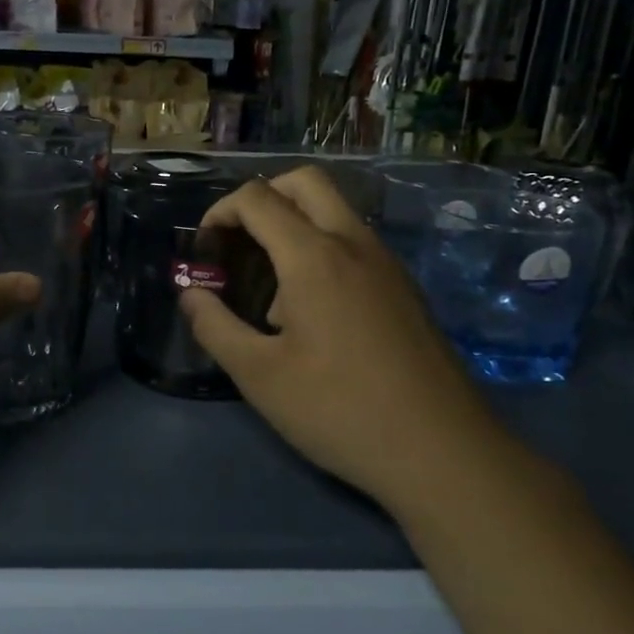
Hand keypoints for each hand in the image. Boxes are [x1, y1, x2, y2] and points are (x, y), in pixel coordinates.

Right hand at [178, 167, 500, 504]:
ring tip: (271, 288)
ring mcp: (386, 263)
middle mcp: (354, 244)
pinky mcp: (404, 287)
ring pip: (334, 209)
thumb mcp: (259, 375)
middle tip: (238, 241)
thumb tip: (190, 294)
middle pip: (304, 181)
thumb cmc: (339, 410)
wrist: (442, 452)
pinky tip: (312, 311)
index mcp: (314, 256)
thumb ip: (214, 326)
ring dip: (293, 223)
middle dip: (261, 197)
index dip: (219, 212)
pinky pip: (354, 241)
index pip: (257, 198)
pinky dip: (321, 247)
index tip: (204, 251)